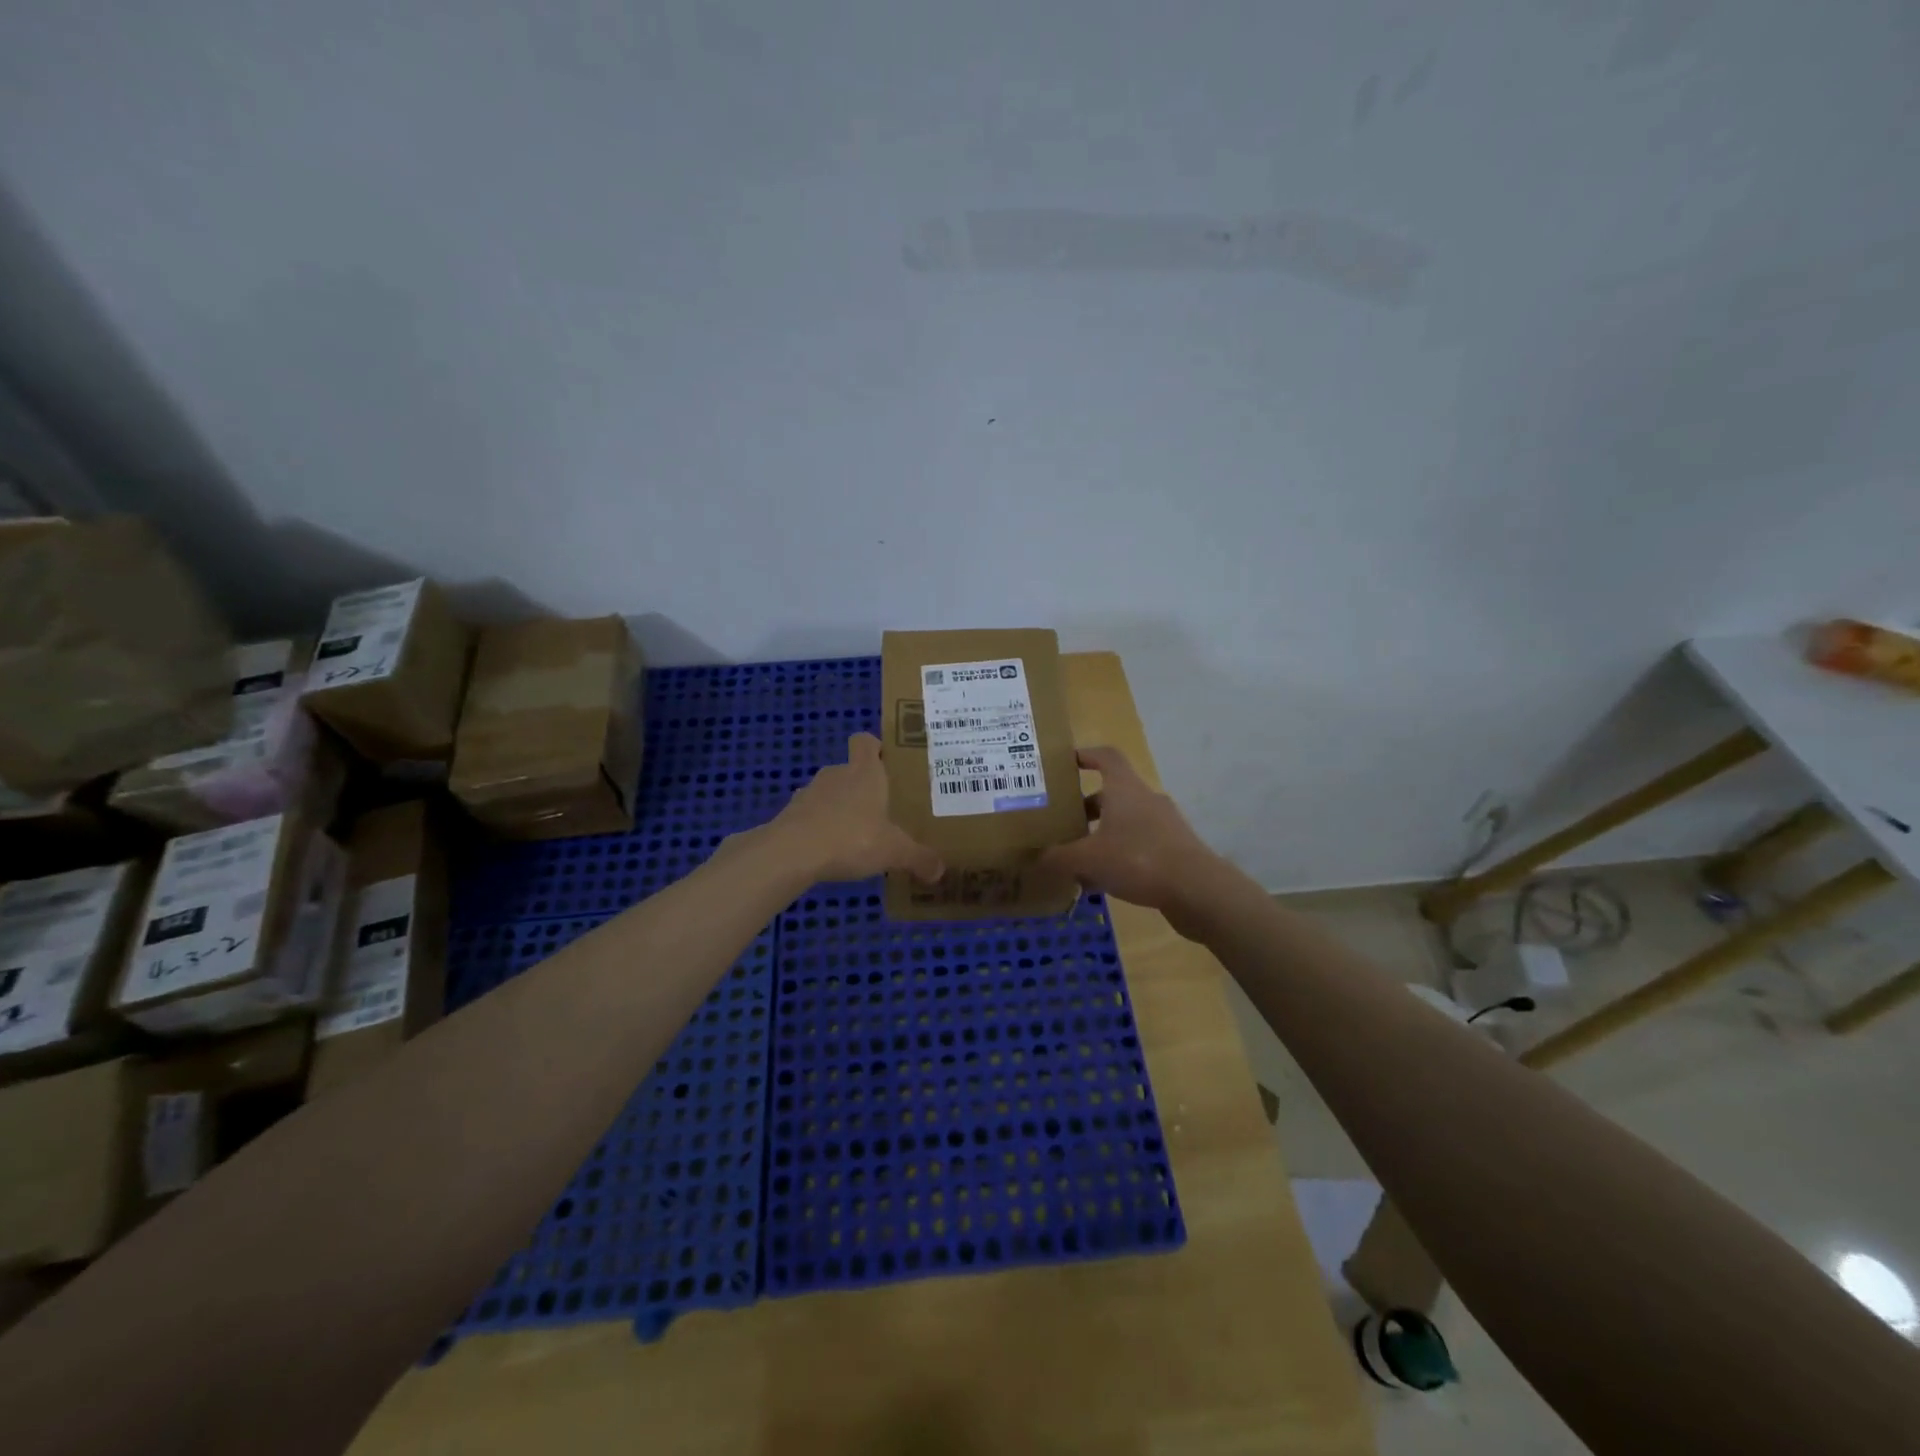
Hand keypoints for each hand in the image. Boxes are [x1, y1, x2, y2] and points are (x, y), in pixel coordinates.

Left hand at [768, 733, 943, 883]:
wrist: (791, 853)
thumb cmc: (851, 838)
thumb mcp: (894, 851)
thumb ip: (919, 858)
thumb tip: (940, 871)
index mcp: (865, 772)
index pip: (866, 741)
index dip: (876, 747)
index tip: (888, 763)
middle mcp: (836, 774)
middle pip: (850, 769)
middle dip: (864, 787)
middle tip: (882, 810)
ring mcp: (809, 793)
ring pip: (829, 793)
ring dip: (840, 808)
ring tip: (856, 835)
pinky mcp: (790, 814)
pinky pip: (811, 815)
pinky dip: (820, 827)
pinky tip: (830, 851)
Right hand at [1040, 747, 1229, 919]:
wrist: (1197, 890)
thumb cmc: (1138, 859)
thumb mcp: (1089, 859)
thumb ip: (1058, 858)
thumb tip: (1035, 858)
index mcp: (1125, 789)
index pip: (1106, 757)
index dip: (1086, 755)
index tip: (1066, 762)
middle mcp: (1145, 800)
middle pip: (1111, 794)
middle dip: (1085, 808)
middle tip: (1063, 824)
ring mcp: (1164, 824)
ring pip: (1124, 822)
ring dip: (1101, 835)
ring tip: (1078, 858)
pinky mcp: (1174, 849)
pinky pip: (1138, 845)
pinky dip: (1118, 856)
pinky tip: (1102, 882)